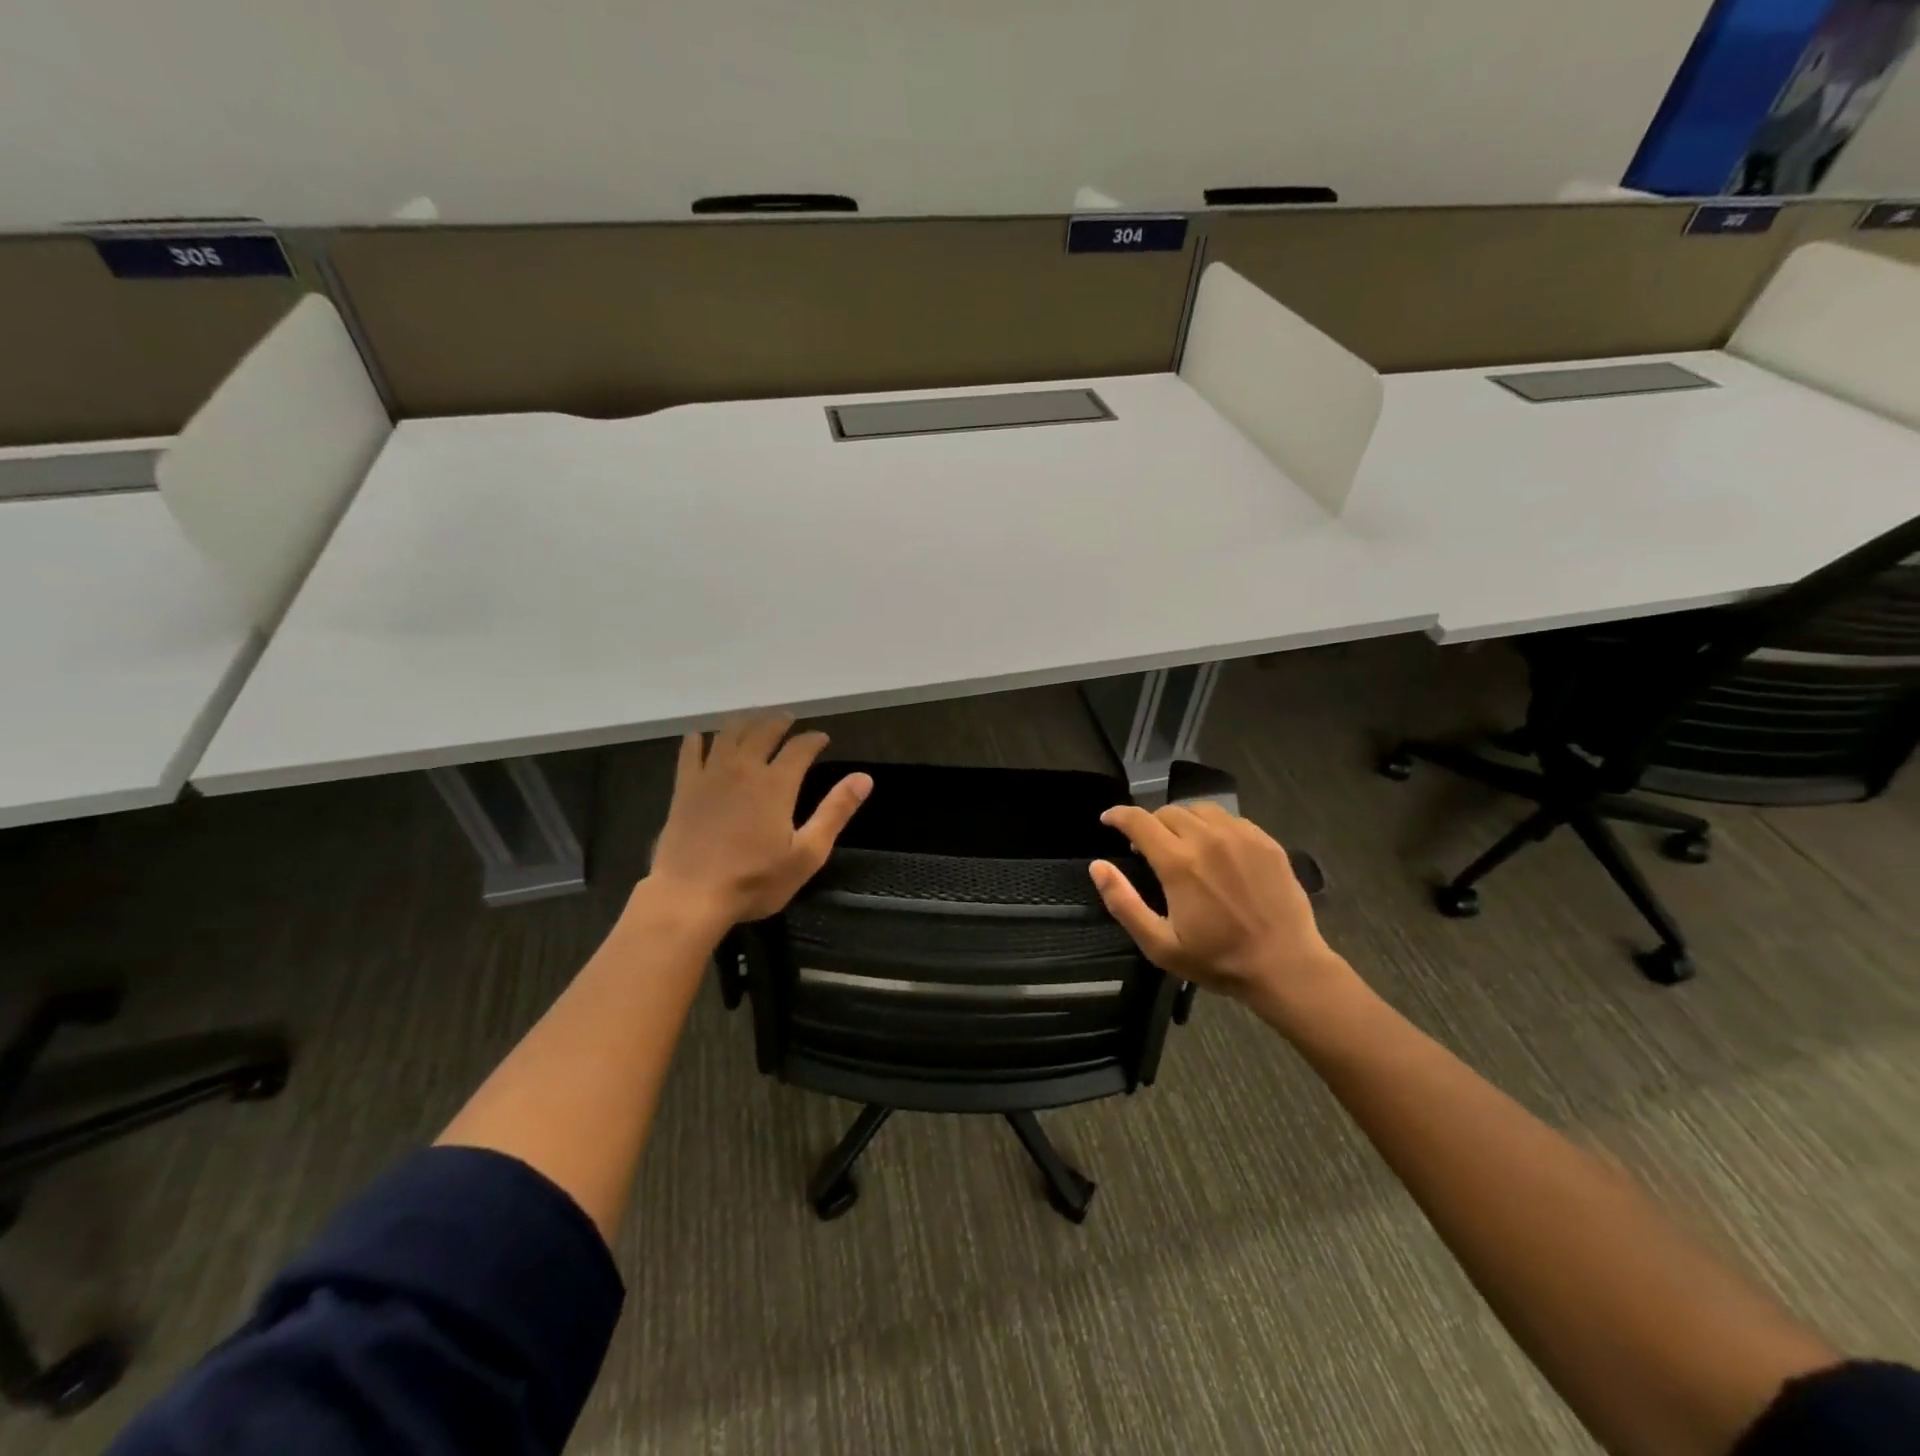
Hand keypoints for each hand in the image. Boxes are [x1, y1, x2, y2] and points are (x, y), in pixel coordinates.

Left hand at [644, 713, 871, 925]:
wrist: (690, 895)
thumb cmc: (754, 880)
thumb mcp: (807, 854)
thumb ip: (835, 812)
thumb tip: (864, 778)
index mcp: (776, 784)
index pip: (800, 748)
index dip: (813, 739)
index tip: (822, 738)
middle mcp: (744, 769)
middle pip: (762, 732)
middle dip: (778, 722)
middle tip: (787, 718)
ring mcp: (710, 775)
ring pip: (728, 734)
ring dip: (744, 722)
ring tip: (753, 719)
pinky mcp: (684, 788)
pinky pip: (690, 752)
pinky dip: (697, 739)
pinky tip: (700, 736)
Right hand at [1089, 803, 1358, 1033]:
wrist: (1285, 966)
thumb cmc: (1218, 960)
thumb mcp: (1160, 944)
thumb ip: (1123, 902)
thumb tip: (1098, 866)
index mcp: (1178, 863)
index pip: (1138, 821)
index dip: (1118, 816)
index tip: (1108, 820)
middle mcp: (1208, 839)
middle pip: (1168, 811)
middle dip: (1149, 823)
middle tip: (1147, 847)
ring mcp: (1241, 836)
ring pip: (1200, 809)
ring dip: (1182, 820)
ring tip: (1181, 842)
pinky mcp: (1265, 841)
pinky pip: (1230, 819)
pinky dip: (1212, 826)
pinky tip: (1215, 848)